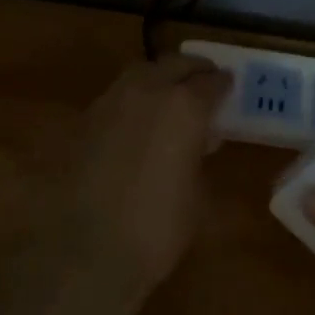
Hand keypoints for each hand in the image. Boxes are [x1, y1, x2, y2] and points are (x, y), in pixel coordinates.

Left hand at [46, 54, 230, 290]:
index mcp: (184, 107)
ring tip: (170, 96)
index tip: (230, 87)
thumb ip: (198, 154)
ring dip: (160, 77)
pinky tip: (138, 121)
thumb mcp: (196, 193)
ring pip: (141, 72)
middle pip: (174, 64)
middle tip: (204, 81)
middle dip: (192, 69)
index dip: (223, 84)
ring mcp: (111, 102)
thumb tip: (197, 141)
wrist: (87, 250)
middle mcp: (147, 92)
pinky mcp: (85, 120)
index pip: (211, 82)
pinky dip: (134, 98)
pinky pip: (117, 95)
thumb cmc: (157, 228)